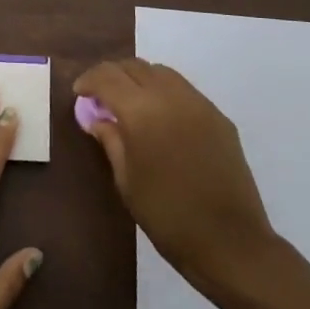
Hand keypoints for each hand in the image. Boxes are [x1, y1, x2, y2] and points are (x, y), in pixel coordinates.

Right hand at [74, 58, 275, 291]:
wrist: (230, 242)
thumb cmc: (167, 216)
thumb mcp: (127, 181)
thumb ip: (111, 140)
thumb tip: (97, 118)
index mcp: (141, 111)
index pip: (107, 77)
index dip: (89, 80)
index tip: (79, 93)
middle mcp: (170, 96)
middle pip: (134, 66)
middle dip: (112, 75)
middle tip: (100, 96)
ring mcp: (199, 103)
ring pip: (162, 72)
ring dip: (140, 79)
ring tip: (130, 104)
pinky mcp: (219, 117)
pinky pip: (185, 90)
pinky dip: (165, 93)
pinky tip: (162, 119)